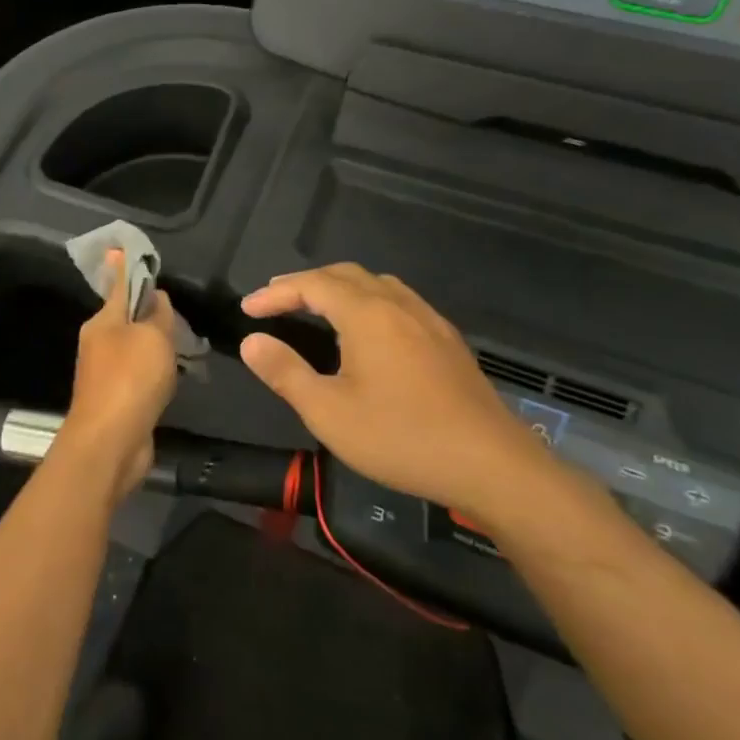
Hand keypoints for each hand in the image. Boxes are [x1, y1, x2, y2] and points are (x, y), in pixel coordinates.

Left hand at [61, 250, 178, 500]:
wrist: (111, 442)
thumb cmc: (130, 379)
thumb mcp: (151, 337)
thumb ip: (156, 314)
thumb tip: (156, 297)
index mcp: (101, 322)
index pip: (118, 286)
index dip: (127, 268)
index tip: (126, 249)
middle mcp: (98, 344)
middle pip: (127, 318)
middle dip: (149, 312)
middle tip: (177, 310)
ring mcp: (105, 373)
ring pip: (135, 347)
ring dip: (155, 344)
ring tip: (182, 342)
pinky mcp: (116, 400)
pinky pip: (139, 375)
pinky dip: (155, 371)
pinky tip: (171, 375)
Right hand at [239, 263, 548, 517]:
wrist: (492, 466)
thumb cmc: (401, 437)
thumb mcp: (328, 412)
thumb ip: (284, 372)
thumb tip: (252, 342)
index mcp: (367, 315)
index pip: (311, 285)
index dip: (275, 293)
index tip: (246, 309)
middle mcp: (399, 305)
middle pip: (345, 274)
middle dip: (305, 283)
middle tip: (274, 301)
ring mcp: (429, 321)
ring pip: (376, 283)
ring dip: (338, 287)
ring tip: (314, 307)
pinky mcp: (447, 341)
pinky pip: (398, 300)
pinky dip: (367, 300)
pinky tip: (366, 330)